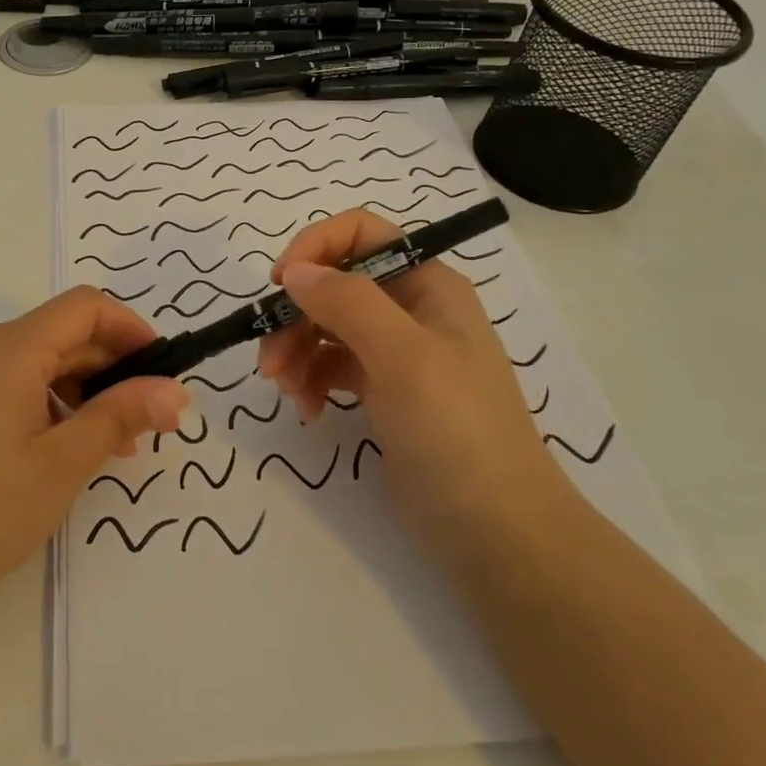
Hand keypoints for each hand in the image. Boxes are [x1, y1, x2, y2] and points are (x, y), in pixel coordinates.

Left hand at [0, 287, 187, 631]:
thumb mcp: (61, 465)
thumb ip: (121, 417)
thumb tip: (175, 391)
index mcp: (7, 346)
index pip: (85, 306)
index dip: (131, 328)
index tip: (161, 370)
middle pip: (58, 333)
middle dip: (108, 370)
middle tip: (142, 425)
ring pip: (31, 360)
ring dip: (75, 391)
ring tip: (101, 448)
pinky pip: (2, 380)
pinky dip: (39, 402)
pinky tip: (50, 450)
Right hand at [256, 209, 559, 531]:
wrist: (496, 531)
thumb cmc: (457, 432)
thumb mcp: (404, 358)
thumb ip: (348, 303)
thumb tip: (295, 271)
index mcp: (427, 285)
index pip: (361, 234)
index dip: (315, 248)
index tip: (279, 286)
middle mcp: (410, 309)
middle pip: (334, 284)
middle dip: (296, 316)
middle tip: (269, 362)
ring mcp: (396, 351)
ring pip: (326, 325)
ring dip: (296, 351)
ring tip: (285, 392)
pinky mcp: (382, 390)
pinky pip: (331, 365)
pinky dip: (311, 380)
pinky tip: (308, 410)